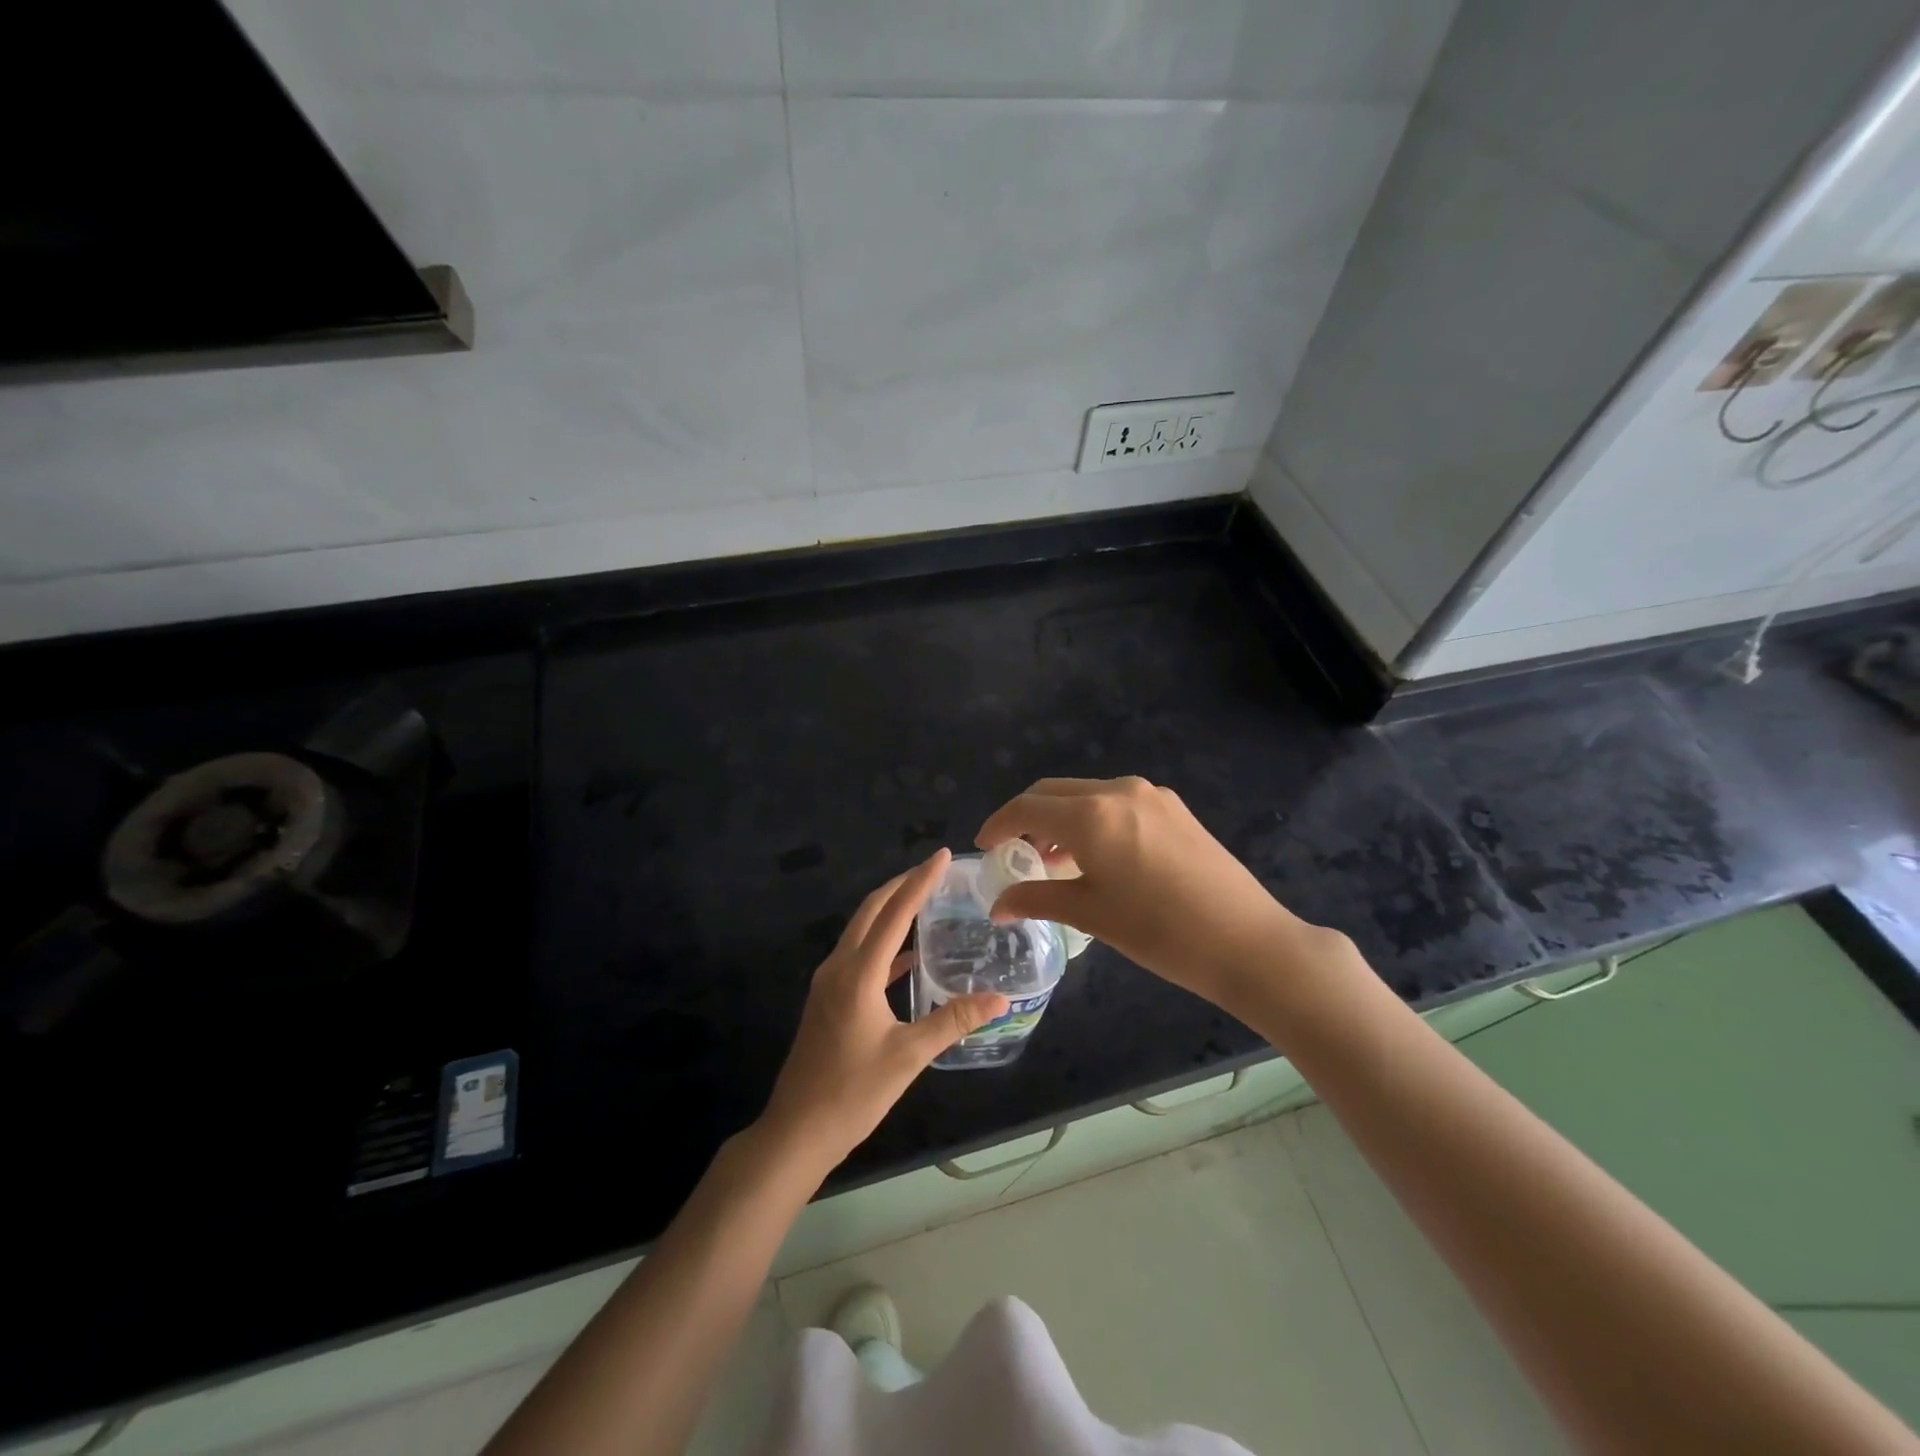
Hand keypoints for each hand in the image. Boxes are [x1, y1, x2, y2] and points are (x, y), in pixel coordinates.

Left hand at [759, 849, 1008, 1171]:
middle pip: (870, 910)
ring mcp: (829, 982)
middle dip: (902, 885)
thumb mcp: (909, 1056)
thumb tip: (1000, 999)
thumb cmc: (853, 1093)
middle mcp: (839, 966)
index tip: (943, 855)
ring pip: (861, 929)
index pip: (894, 913)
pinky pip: (858, 954)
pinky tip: (908, 955)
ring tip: (924, 898)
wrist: (797, 1130)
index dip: (920, 881)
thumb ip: (953, 1021)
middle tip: (935, 870)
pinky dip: (883, 943)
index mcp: (858, 973)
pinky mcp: (828, 998)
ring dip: (890, 909)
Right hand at [977, 776, 1323, 1013]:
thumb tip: (997, 905)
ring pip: (1086, 794)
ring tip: (1051, 858)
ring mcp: (1151, 795)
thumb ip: (1037, 899)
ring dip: (1060, 817)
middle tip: (1014, 852)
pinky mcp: (1174, 808)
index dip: (998, 824)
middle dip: (1026, 817)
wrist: (1246, 941)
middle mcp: (1118, 790)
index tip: (984, 847)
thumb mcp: (1090, 914)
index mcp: (1091, 815)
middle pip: (1054, 792)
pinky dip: (1092, 819)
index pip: (1027, 807)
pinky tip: (1095, 853)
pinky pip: (1116, 802)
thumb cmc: (1159, 931)